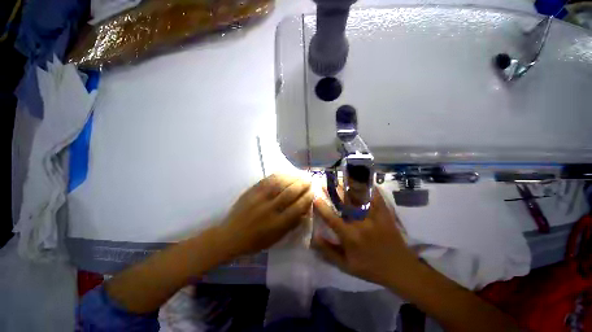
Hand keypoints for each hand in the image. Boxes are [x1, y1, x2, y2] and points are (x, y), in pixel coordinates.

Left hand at [218, 174, 313, 258]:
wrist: (230, 236)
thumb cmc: (255, 241)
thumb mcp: (276, 239)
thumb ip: (291, 224)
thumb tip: (305, 210)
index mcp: (277, 224)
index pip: (297, 207)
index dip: (307, 198)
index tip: (313, 191)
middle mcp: (269, 210)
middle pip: (290, 193)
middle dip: (302, 184)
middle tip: (309, 179)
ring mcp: (259, 199)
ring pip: (280, 184)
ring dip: (293, 177)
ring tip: (300, 174)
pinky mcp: (251, 191)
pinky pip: (267, 180)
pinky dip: (279, 175)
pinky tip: (285, 173)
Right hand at [313, 188, 417, 285]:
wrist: (400, 269)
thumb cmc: (370, 268)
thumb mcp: (346, 266)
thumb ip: (328, 251)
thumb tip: (315, 237)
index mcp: (350, 237)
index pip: (331, 218)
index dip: (321, 207)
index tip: (315, 197)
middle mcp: (361, 224)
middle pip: (344, 203)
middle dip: (333, 191)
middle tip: (325, 183)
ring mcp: (374, 217)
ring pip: (358, 197)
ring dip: (347, 186)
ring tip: (339, 179)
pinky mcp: (385, 214)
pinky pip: (375, 197)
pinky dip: (368, 188)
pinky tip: (362, 181)